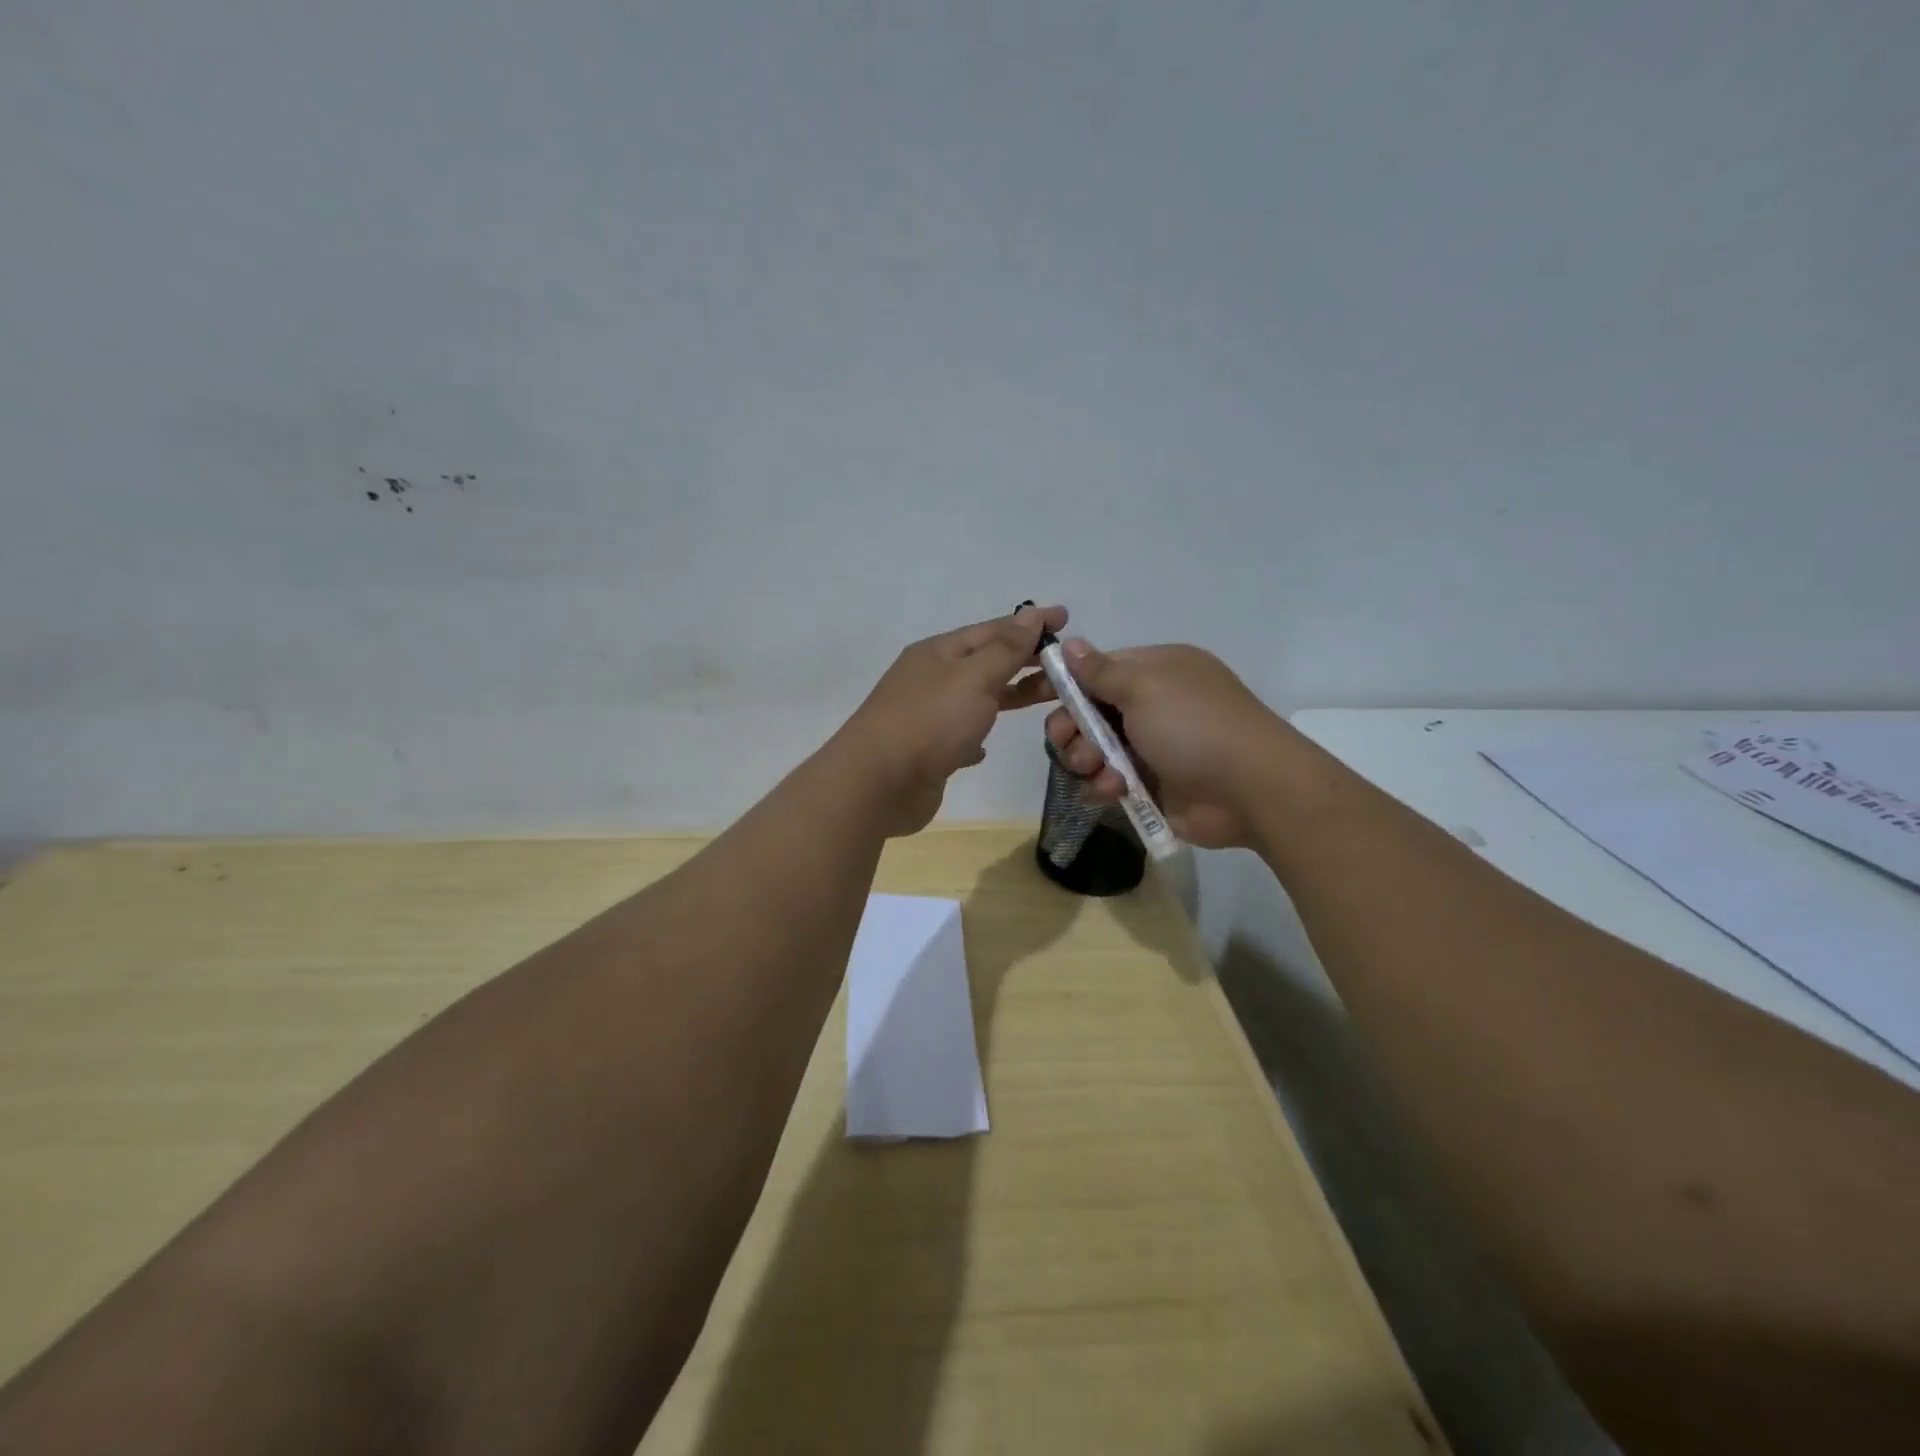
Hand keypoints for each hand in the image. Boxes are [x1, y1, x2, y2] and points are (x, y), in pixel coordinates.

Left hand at [829, 603, 1066, 836]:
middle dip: (1025, 660)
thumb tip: (1029, 614)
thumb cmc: (929, 722)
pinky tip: (986, 747)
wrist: (877, 784)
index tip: (1066, 618)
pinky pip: (958, 736)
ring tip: (1047, 698)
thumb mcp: (973, 678)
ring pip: (976, 699)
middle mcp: (930, 679)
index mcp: (938, 653)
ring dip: (1008, 695)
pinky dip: (976, 735)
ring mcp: (926, 717)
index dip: (1029, 623)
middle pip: (986, 662)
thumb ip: (1005, 649)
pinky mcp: (927, 753)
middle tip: (1067, 663)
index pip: (992, 629)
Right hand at [1040, 641, 1287, 848]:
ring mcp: (1153, 747)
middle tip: (1067, 741)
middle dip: (1073, 727)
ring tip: (1096, 769)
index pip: (1099, 670)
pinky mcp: (1152, 785)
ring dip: (1087, 759)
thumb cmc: (1194, 726)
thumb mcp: (1144, 687)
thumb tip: (1070, 643)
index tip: (1034, 696)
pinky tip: (1113, 790)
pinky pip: (1110, 781)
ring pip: (1096, 750)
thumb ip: (1100, 671)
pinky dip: (1105, 785)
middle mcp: (1154, 706)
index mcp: (1157, 671)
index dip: (1067, 683)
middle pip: (1091, 713)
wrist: (1250, 790)